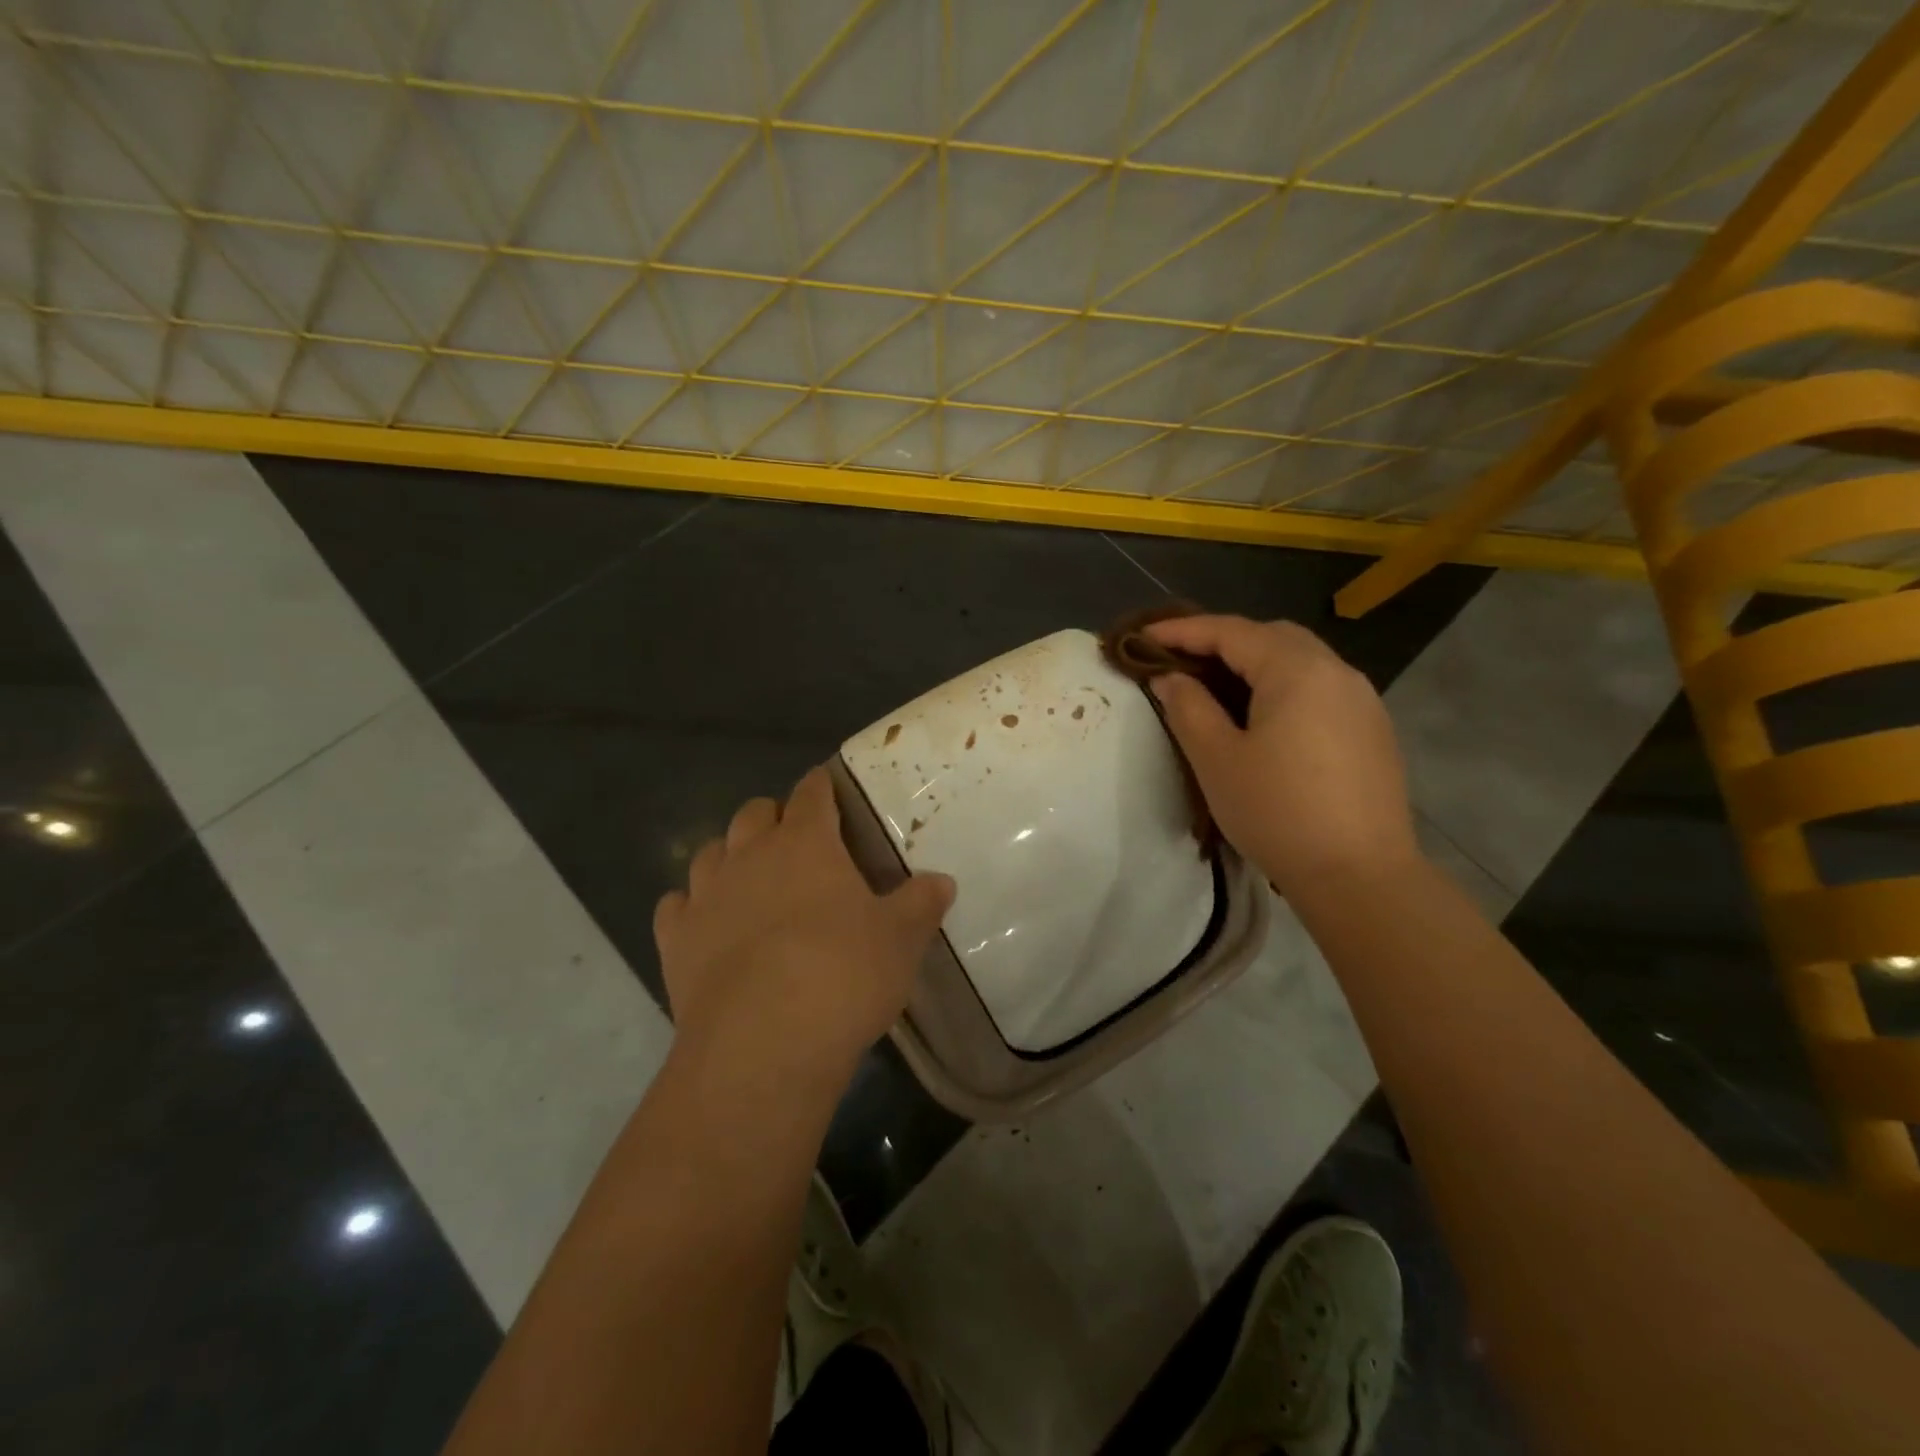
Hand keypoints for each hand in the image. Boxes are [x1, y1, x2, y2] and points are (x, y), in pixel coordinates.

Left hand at [653, 767, 955, 1088]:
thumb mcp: (901, 939)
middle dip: (773, 818)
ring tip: (750, 879)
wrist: (763, 1044)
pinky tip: (706, 924)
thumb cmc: (843, 976)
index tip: (829, 789)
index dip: (821, 787)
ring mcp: (706, 896)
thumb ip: (921, 904)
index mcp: (806, 843)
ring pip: (709, 852)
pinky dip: (691, 906)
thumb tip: (942, 881)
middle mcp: (750, 855)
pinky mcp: (675, 941)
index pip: (812, 793)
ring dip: (730, 856)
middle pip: (753, 813)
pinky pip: (676, 906)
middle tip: (797, 843)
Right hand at [1144, 615, 1419, 897]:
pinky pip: (1319, 687)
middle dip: (1222, 640)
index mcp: (1297, 670)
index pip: (1231, 631)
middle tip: (1180, 660)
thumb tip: (1170, 678)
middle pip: (1271, 636)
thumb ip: (1188, 708)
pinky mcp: (1372, 729)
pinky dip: (1283, 685)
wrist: (1360, 875)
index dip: (1182, 630)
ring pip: (1300, 660)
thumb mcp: (1217, 759)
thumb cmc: (1277, 813)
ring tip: (1216, 686)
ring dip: (1255, 662)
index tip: (1142, 637)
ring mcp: (1362, 700)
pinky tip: (1263, 717)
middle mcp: (1336, 671)